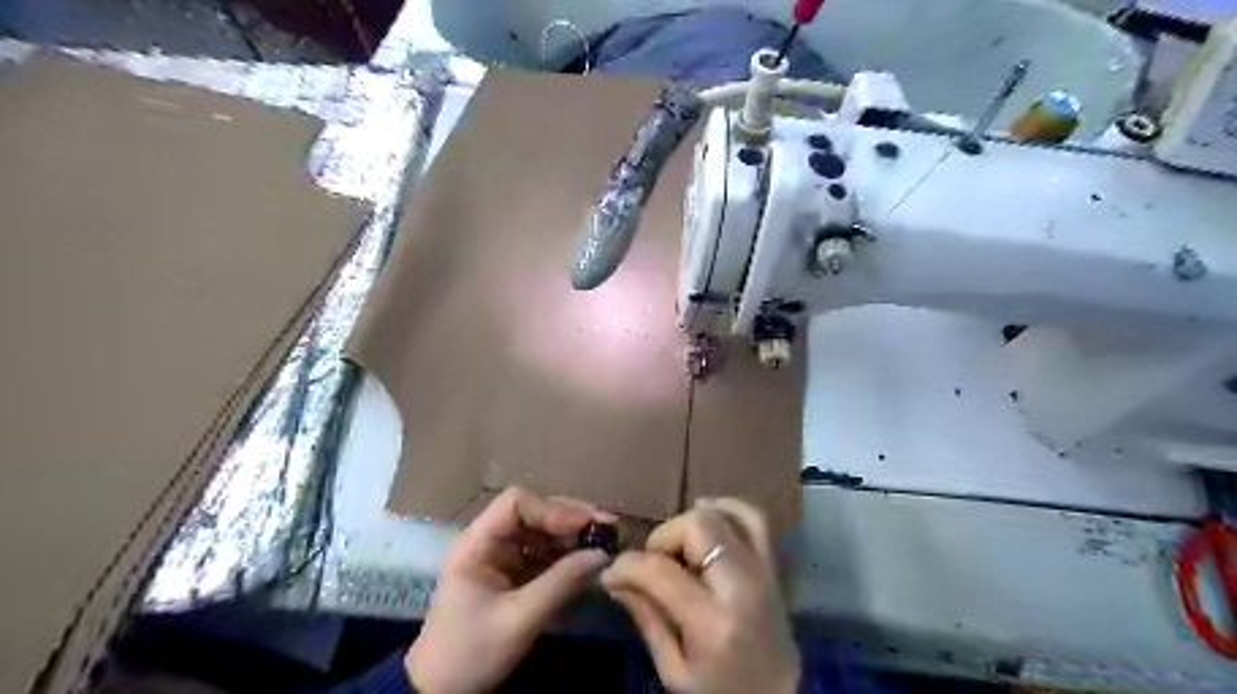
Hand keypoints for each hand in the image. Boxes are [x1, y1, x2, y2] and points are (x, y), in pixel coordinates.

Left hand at [409, 489, 615, 693]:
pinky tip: (589, 561)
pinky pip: (545, 553)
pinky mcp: (515, 574)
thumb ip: (561, 583)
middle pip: (534, 512)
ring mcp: (503, 556)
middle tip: (608, 528)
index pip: (516, 503)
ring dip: (574, 536)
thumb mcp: (519, 619)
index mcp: (478, 542)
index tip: (587, 523)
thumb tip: (603, 554)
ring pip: (543, 531)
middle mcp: (490, 540)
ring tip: (606, 543)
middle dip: (571, 518)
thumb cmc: (471, 653)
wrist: (442, 693)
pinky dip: (568, 555)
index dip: (553, 508)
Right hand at [603, 498, 797, 692]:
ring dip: (691, 524)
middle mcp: (743, 586)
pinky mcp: (773, 566)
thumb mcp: (674, 671)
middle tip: (652, 565)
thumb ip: (646, 618)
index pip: (660, 570)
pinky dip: (726, 509)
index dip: (626, 566)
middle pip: (696, 526)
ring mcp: (763, 571)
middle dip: (662, 538)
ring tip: (679, 549)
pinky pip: (754, 518)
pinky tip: (706, 519)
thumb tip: (615, 579)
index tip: (611, 574)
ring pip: (723, 514)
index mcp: (714, 623)